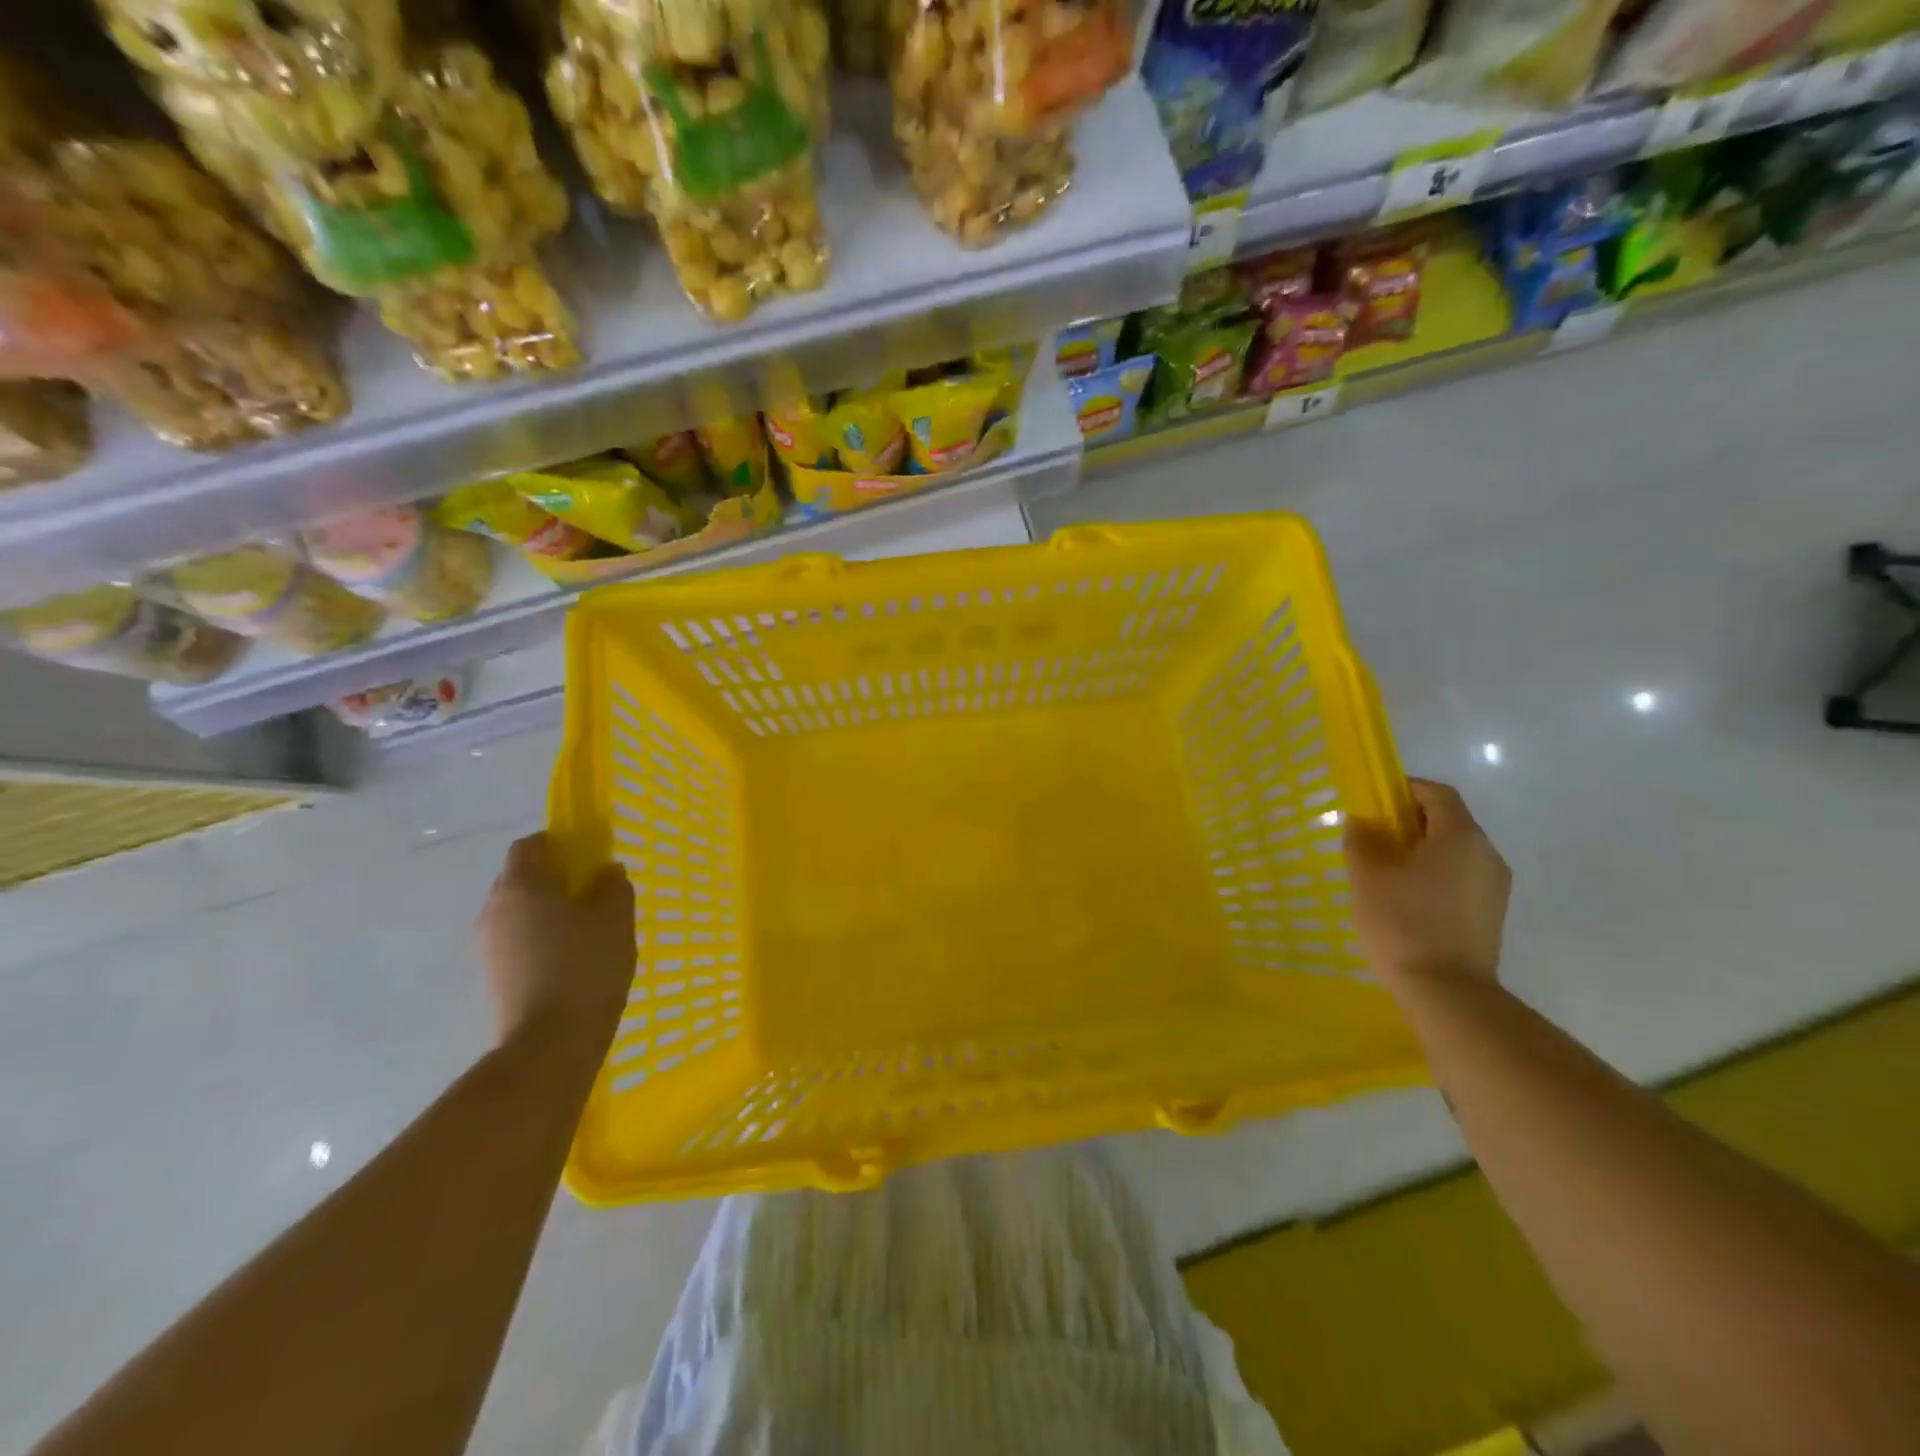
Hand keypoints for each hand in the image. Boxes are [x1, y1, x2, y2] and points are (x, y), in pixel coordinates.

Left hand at [476, 832, 633, 1061]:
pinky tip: (570, 960)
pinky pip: (516, 941)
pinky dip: (539, 939)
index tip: (587, 854)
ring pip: (518, 912)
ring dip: (546, 911)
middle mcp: (494, 910)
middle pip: (520, 879)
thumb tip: (606, 872)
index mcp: (521, 886)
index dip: (557, 843)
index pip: (529, 846)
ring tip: (585, 931)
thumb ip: (613, 887)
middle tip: (592, 892)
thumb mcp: (616, 919)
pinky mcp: (491, 977)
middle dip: (553, 878)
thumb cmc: (586, 967)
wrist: (550, 1044)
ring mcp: (486, 946)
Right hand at [1344, 779, 1510, 983]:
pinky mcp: (1492, 911)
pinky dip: (1436, 872)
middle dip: (1411, 820)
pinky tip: (1408, 897)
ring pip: (1456, 850)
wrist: (1446, 991)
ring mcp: (1495, 885)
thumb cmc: (1402, 923)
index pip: (1436, 793)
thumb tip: (1361, 821)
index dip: (1405, 789)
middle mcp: (1487, 853)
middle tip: (1374, 836)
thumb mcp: (1368, 877)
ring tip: (1387, 870)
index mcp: (1460, 836)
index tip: (1374, 802)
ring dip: (1423, 849)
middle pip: (1449, 820)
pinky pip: (1462, 875)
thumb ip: (1362, 840)